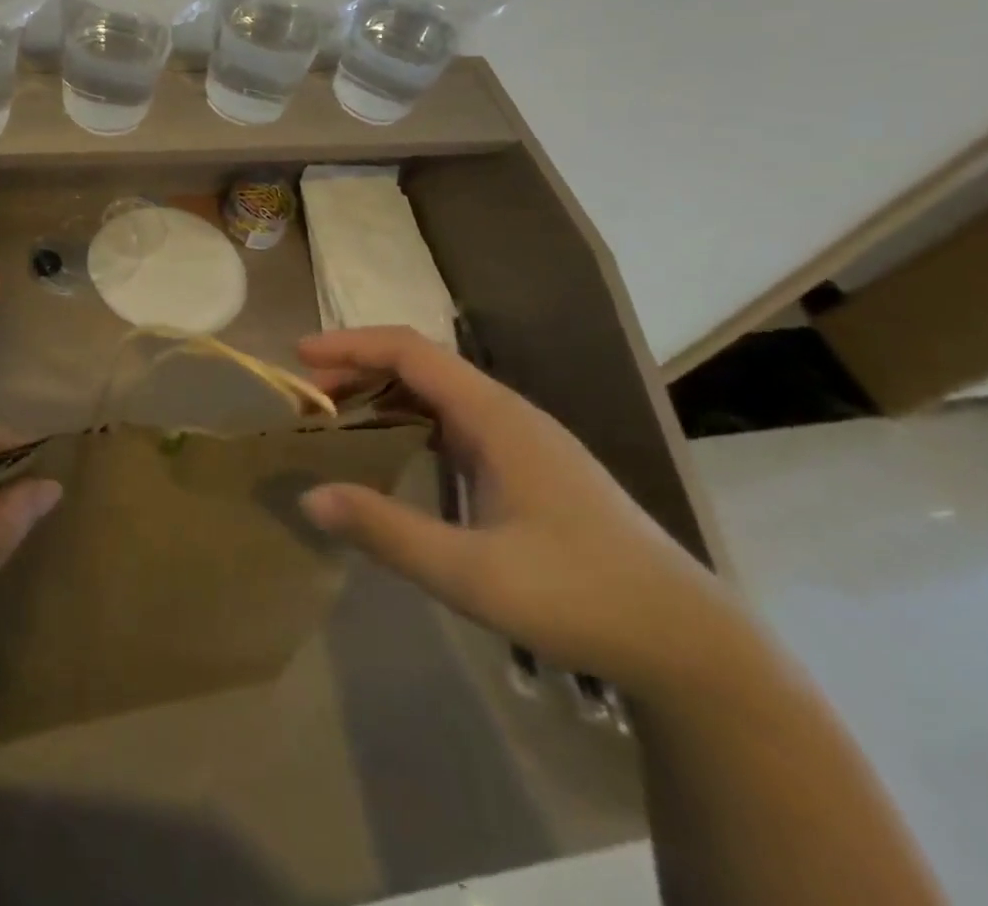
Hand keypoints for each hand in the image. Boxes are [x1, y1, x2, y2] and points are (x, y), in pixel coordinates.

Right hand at [298, 326, 744, 700]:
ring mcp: (521, 439)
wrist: (688, 643)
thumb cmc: (581, 597)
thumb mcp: (473, 574)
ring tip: (336, 421)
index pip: (411, 352)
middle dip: (358, 370)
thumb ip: (388, 532)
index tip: (300, 356)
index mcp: (496, 417)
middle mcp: (507, 413)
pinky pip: (454, 423)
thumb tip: (311, 495)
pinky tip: (392, 453)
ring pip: (438, 394)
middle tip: (307, 400)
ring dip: (383, 395)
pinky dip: (409, 422)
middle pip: (421, 366)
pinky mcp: (528, 467)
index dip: (351, 345)